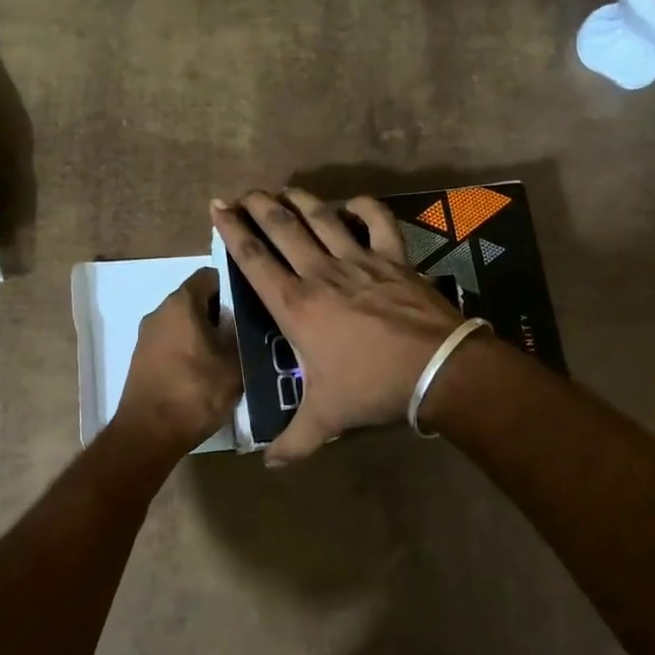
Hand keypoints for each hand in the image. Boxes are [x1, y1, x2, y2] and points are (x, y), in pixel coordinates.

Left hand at [112, 269, 241, 457]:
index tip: (252, 304)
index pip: (210, 276)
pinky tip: (207, 372)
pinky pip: (172, 343)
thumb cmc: (195, 392)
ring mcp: (146, 336)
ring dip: (205, 334)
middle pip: (196, 299)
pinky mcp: (142, 359)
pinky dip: (189, 350)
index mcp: (181, 303)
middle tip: (247, 332)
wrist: (148, 434)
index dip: (233, 285)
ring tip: (230, 355)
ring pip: (184, 323)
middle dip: (221, 312)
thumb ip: (243, 336)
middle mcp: (159, 312)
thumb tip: (249, 323)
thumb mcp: (234, 365)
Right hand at [211, 189, 465, 464]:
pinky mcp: (394, 259)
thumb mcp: (326, 419)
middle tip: (244, 193)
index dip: (232, 231)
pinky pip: (378, 222)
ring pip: (322, 218)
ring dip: (299, 199)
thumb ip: (294, 442)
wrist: (438, 370)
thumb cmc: (372, 388)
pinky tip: (351, 203)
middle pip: (283, 228)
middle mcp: (321, 274)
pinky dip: (364, 207)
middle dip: (259, 206)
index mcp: (296, 306)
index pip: (254, 260)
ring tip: (282, 189)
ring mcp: (360, 261)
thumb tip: (269, 465)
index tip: (217, 207)